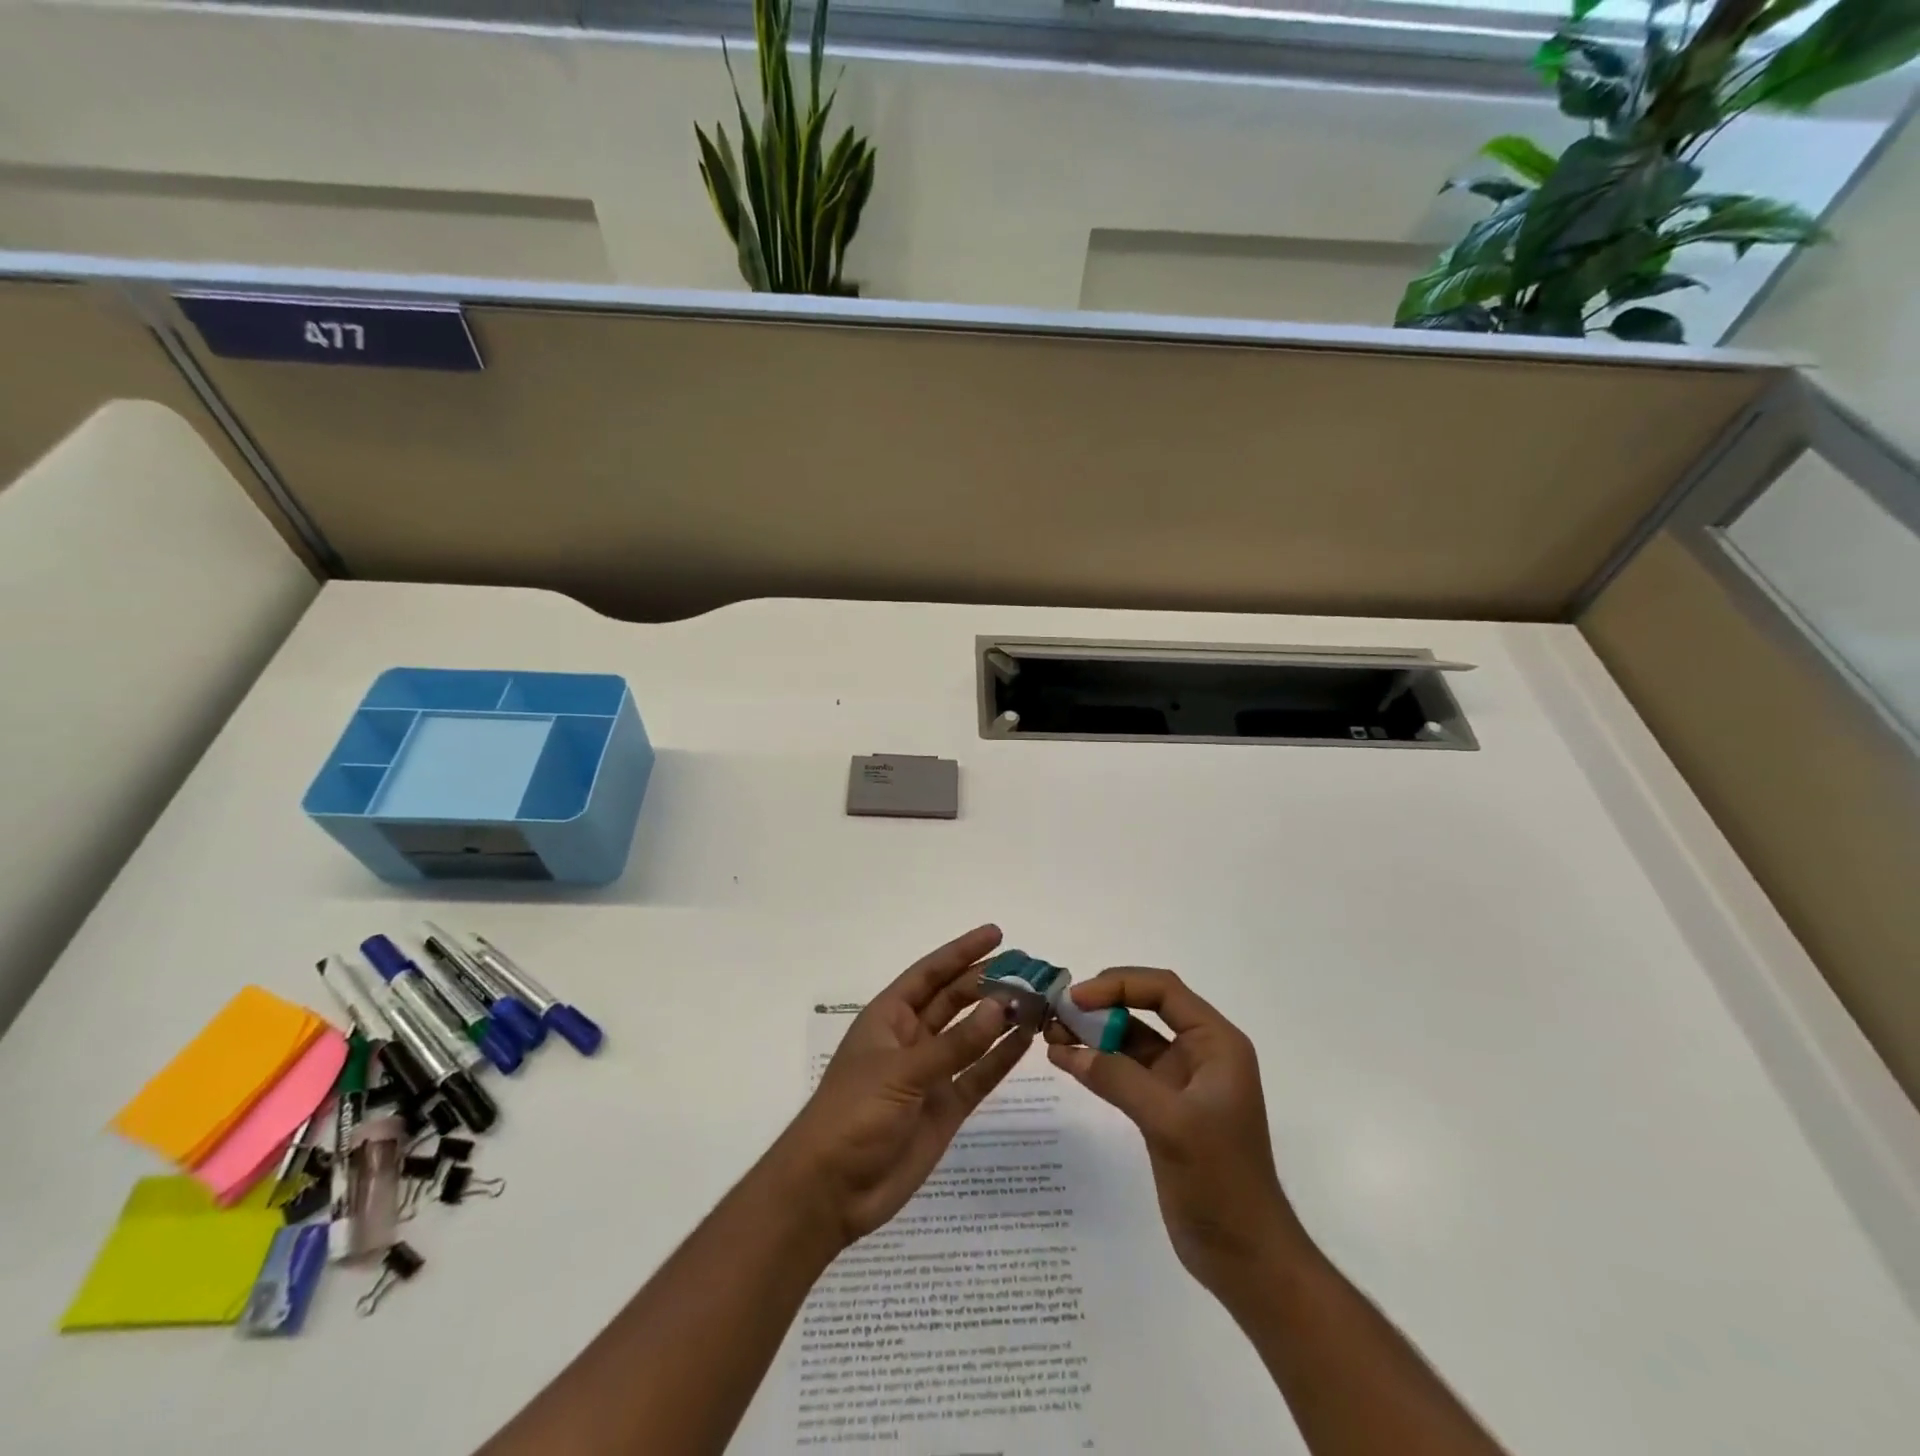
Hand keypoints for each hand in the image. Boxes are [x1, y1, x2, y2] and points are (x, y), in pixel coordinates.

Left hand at [770, 925, 1034, 1249]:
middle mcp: (911, 1038)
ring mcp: (930, 1073)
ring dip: (1000, 1017)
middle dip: (988, 983)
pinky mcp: (945, 1107)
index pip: (930, 974)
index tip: (997, 934)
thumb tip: (1001, 1006)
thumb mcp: (901, 1072)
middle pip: (955, 1000)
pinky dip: (1001, 1057)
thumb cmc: (852, 1115)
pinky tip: (1027, 1039)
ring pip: (971, 1035)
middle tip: (1030, 970)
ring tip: (1037, 999)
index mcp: (889, 1017)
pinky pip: (979, 1074)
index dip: (961, 952)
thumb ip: (954, 1043)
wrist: (830, 1191)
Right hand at [1046, 968, 1309, 1291]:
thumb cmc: (1221, 1181)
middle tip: (1056, 1013)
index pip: (1163, 990)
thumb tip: (1069, 1050)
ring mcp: (1181, 1081)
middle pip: (1145, 1007)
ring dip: (1094, 1033)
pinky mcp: (1163, 1108)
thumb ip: (1120, 1079)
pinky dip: (1096, 1062)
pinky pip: (1125, 1070)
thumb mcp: (1171, 1123)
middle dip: (1101, 1005)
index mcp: (1216, 1043)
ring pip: (1131, 1038)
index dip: (1117, 985)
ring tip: (1052, 1034)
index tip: (1076, 998)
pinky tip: (1065, 1060)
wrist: (1246, 1258)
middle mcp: (1200, 1052)